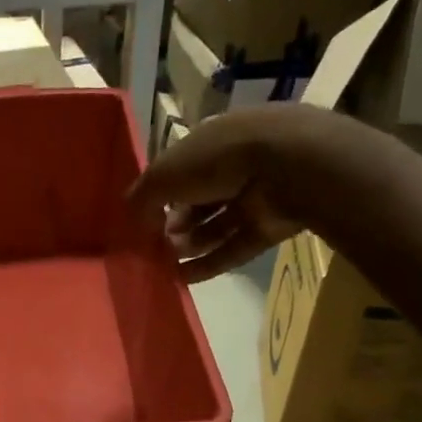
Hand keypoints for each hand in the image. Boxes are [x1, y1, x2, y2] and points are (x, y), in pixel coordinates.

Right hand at [126, 103, 363, 281]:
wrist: (290, 166)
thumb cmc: (218, 158)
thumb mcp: (165, 173)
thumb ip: (143, 196)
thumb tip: (131, 218)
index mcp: (211, 141)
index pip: (181, 169)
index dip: (160, 193)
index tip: (143, 218)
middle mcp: (234, 165)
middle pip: (198, 200)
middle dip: (174, 223)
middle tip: (155, 243)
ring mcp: (257, 196)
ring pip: (216, 225)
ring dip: (189, 244)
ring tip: (166, 261)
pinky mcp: (271, 225)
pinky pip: (235, 247)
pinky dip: (210, 264)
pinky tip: (183, 280)